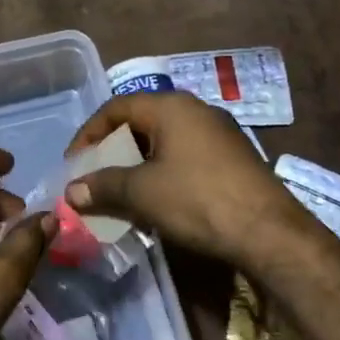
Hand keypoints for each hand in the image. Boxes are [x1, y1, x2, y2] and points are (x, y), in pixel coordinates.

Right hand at [62, 92, 314, 265]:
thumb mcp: (142, 193)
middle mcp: (196, 111)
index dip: (89, 134)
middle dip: (113, 152)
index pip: (116, 108)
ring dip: (138, 166)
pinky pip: (186, 158)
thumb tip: (71, 191)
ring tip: (122, 194)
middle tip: (96, 178)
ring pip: (165, 143)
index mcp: (171, 107)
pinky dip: (164, 174)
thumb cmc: (197, 200)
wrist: (268, 231)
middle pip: (141, 123)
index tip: (74, 164)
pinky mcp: (234, 159)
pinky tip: (159, 203)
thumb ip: (103, 186)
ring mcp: (219, 134)